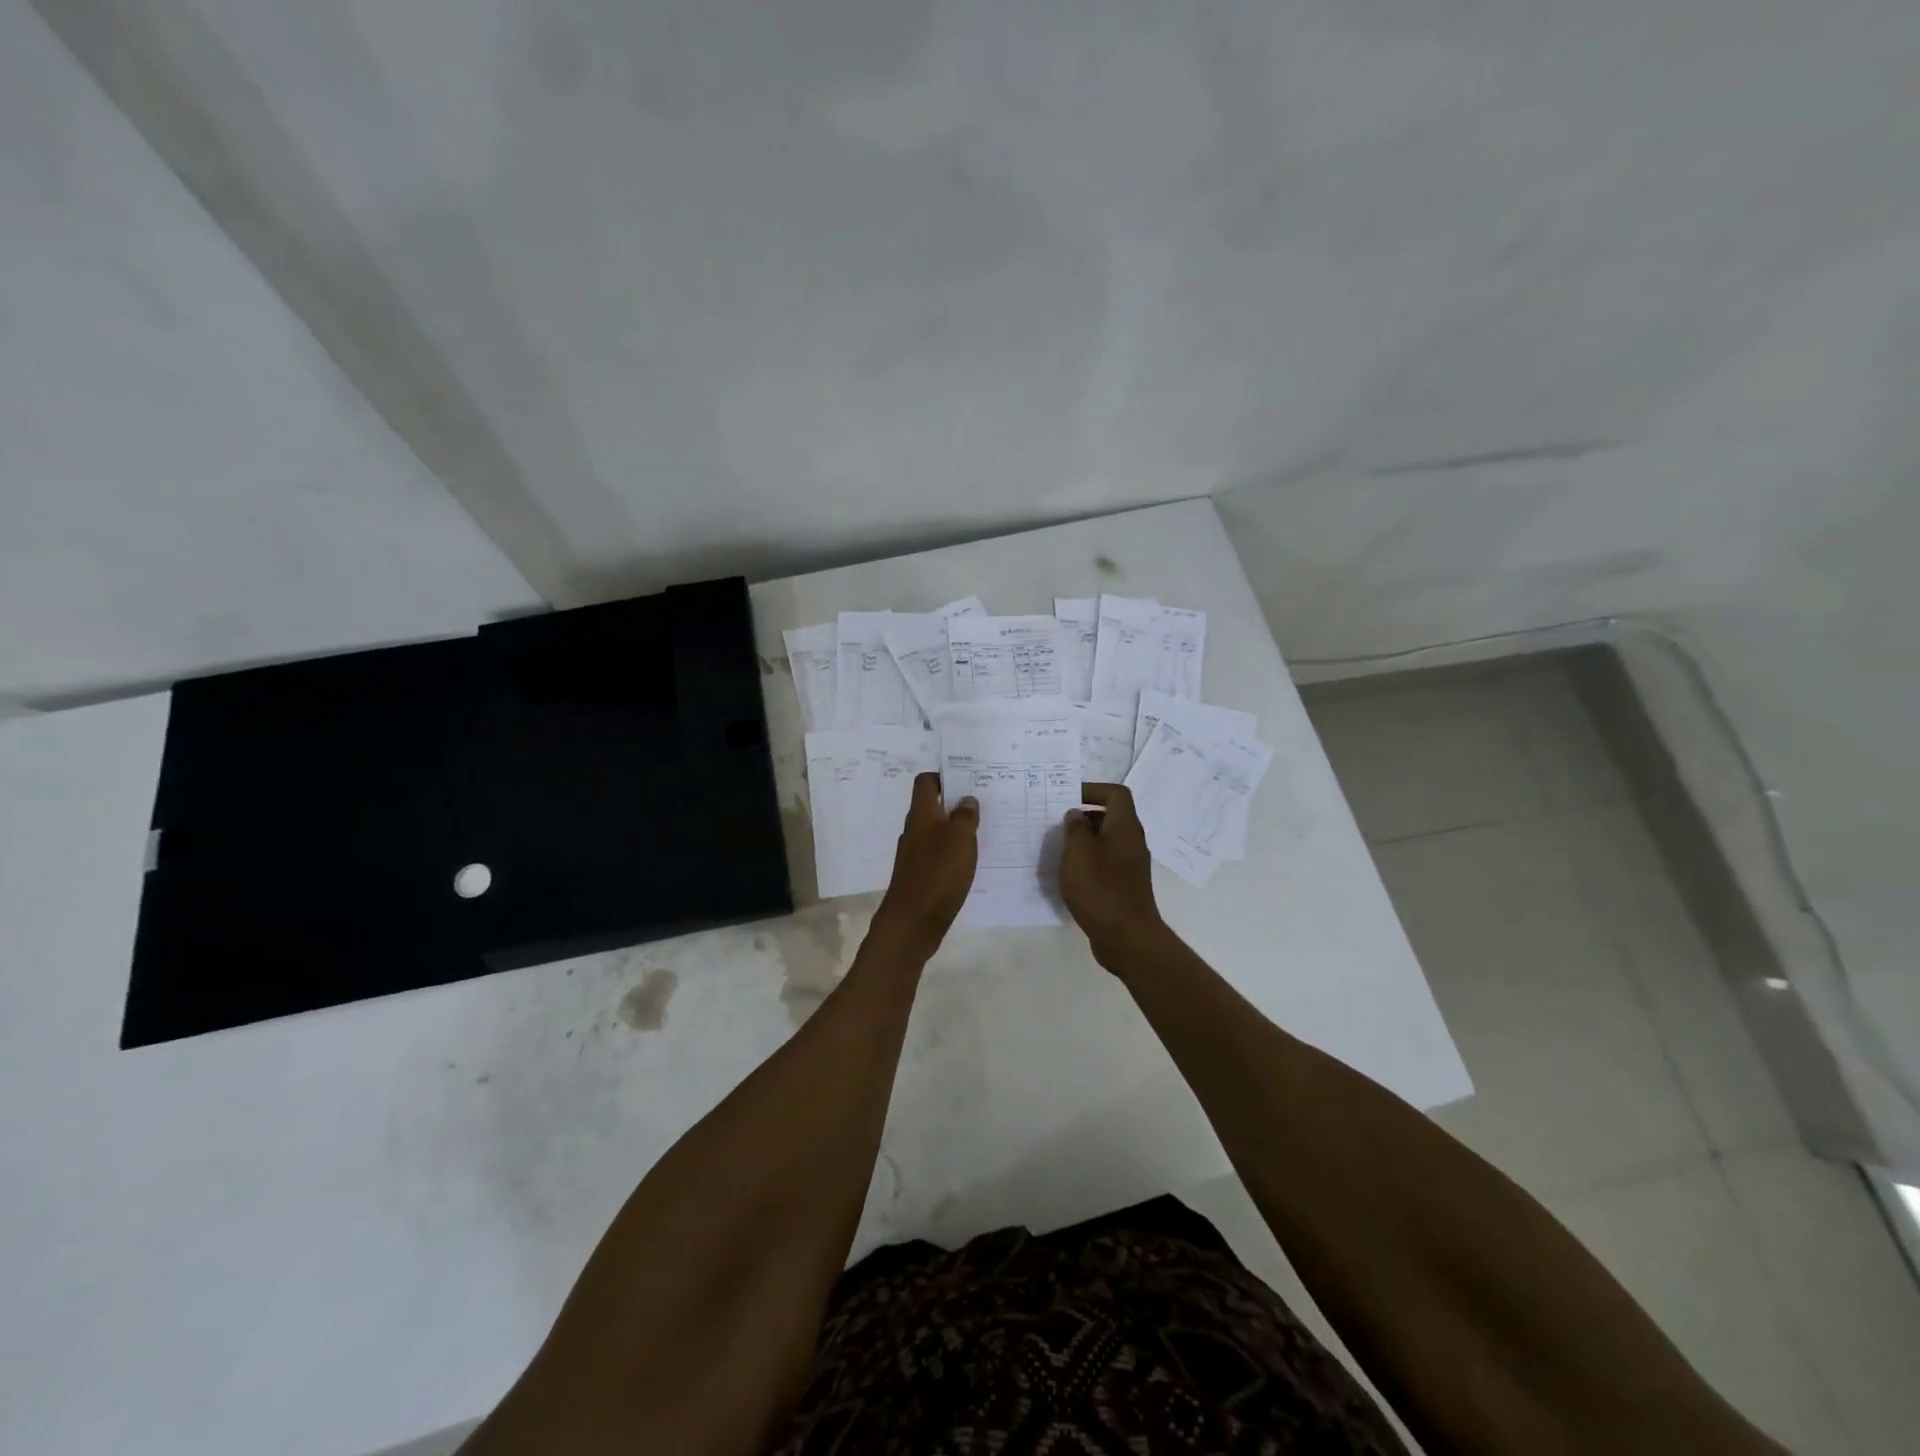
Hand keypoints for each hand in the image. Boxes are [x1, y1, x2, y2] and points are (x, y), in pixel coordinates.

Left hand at [874, 773, 978, 955]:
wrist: (912, 922)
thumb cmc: (938, 873)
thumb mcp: (960, 838)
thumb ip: (965, 815)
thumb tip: (966, 799)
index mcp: (920, 814)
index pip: (926, 782)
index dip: (944, 777)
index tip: (968, 781)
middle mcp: (914, 830)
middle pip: (932, 806)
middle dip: (955, 803)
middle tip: (984, 805)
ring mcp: (914, 854)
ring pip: (936, 831)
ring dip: (956, 829)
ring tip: (982, 832)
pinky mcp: (920, 875)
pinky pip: (938, 854)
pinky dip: (953, 853)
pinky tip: (970, 862)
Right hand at [1060, 782, 1164, 967]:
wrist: (1127, 937)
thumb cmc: (1100, 889)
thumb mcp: (1078, 853)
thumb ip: (1075, 828)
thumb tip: (1077, 815)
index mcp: (1125, 827)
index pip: (1115, 794)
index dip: (1092, 790)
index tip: (1068, 799)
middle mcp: (1132, 841)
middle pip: (1111, 816)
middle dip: (1084, 817)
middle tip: (1058, 825)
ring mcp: (1131, 865)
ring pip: (1107, 841)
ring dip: (1084, 841)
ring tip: (1059, 850)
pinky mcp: (1125, 885)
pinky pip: (1106, 862)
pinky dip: (1089, 862)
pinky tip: (1070, 876)